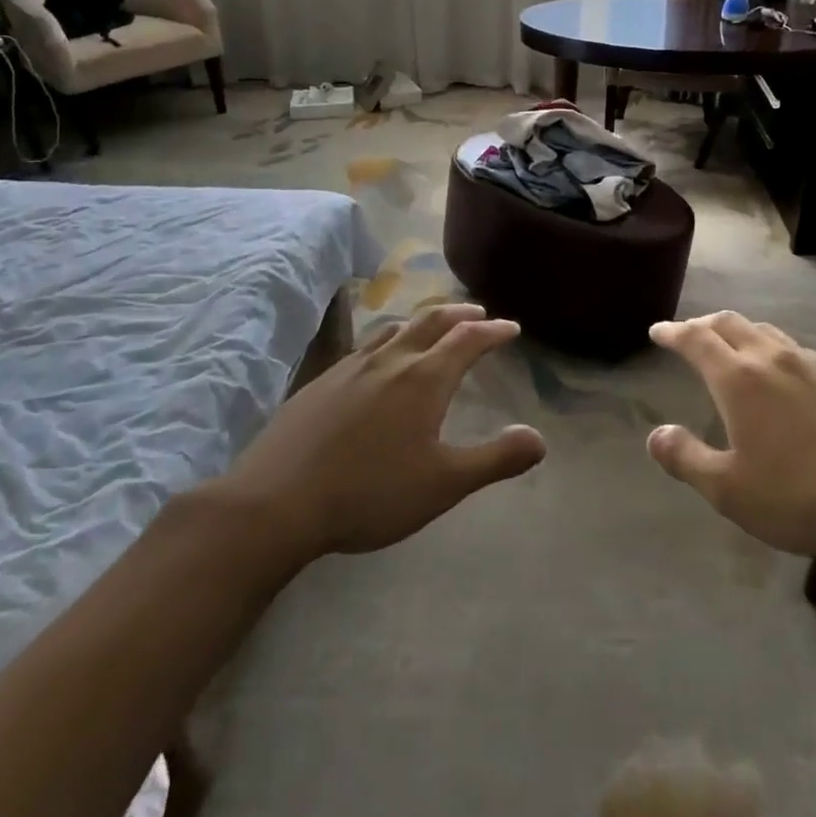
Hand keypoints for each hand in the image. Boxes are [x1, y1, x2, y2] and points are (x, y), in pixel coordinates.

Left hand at [216, 303, 545, 558]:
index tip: (512, 328)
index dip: (494, 331)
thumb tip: (539, 438)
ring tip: (432, 328)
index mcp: (424, 378)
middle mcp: (389, 360)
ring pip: (394, 329)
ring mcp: (349, 367)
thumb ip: (495, 459)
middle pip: (431, 321)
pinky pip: (364, 347)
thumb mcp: (444, 484)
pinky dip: (387, 341)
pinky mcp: (320, 382)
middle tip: (479, 315)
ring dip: (422, 322)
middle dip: (460, 315)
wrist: (276, 501)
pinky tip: (377, 363)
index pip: (468, 340)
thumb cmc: (370, 492)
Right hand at [646, 312, 815, 563]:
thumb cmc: (800, 497)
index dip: (673, 332)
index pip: (696, 340)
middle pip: (730, 324)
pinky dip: (777, 351)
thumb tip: (656, 435)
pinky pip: (800, 351)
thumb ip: (685, 458)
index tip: (658, 331)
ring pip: (768, 333)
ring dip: (741, 333)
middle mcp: (775, 359)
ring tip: (734, 348)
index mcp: (740, 380)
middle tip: (688, 333)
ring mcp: (815, 364)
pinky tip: (786, 376)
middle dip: (703, 324)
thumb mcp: (728, 490)